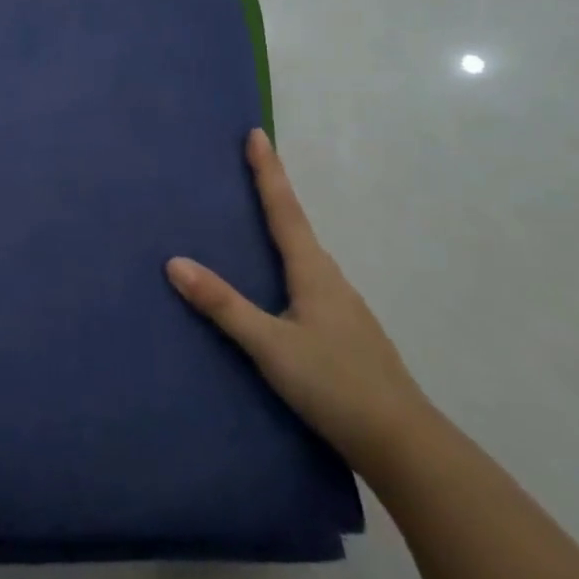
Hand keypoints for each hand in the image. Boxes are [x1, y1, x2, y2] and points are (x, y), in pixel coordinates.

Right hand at [166, 128, 431, 477]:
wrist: (404, 445)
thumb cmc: (335, 385)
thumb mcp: (270, 345)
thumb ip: (224, 306)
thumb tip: (174, 262)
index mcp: (314, 273)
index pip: (285, 210)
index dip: (268, 171)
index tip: (257, 134)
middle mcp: (330, 280)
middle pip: (297, 225)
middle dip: (273, 193)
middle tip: (248, 167)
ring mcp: (342, 307)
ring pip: (304, 255)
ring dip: (281, 228)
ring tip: (252, 220)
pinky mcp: (344, 332)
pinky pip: (307, 280)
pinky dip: (286, 263)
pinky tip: (274, 284)